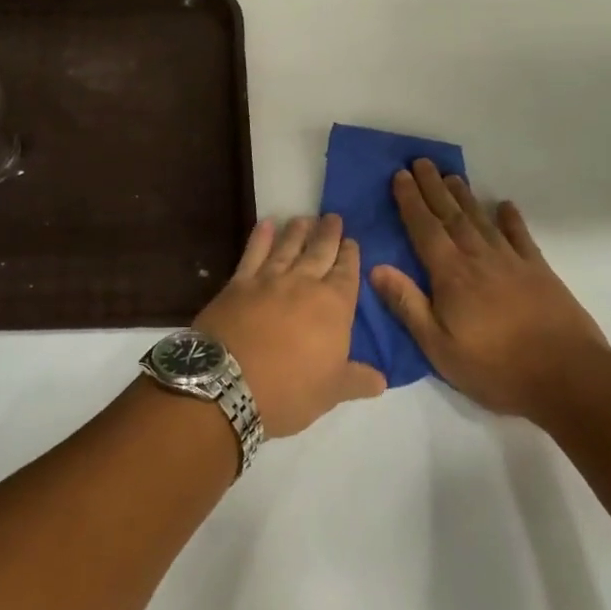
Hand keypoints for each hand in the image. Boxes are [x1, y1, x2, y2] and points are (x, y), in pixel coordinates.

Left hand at [192, 214, 386, 438]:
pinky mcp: (238, 283)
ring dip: (297, 231)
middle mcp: (304, 283)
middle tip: (333, 217)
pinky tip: (265, 225)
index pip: (347, 273)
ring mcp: (269, 279)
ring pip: (288, 247)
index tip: (351, 241)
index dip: (350, 255)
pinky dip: (260, 237)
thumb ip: (357, 380)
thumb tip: (382, 380)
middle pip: (320, 251)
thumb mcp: (331, 392)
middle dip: (328, 234)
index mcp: (334, 306)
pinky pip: (252, 254)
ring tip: (304, 218)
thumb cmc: (289, 390)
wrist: (228, 381)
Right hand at [370, 160, 610, 428]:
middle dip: (434, 187)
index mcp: (451, 275)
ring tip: (452, 175)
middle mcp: (478, 258)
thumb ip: (408, 305)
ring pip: (481, 220)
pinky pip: (521, 236)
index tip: (401, 175)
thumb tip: (375, 267)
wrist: (569, 377)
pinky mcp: (539, 271)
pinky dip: (511, 219)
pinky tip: (505, 205)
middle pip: (451, 215)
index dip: (411, 201)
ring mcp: (512, 261)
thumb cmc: (496, 368)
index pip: (424, 229)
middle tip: (422, 161)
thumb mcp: (439, 347)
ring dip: (464, 196)